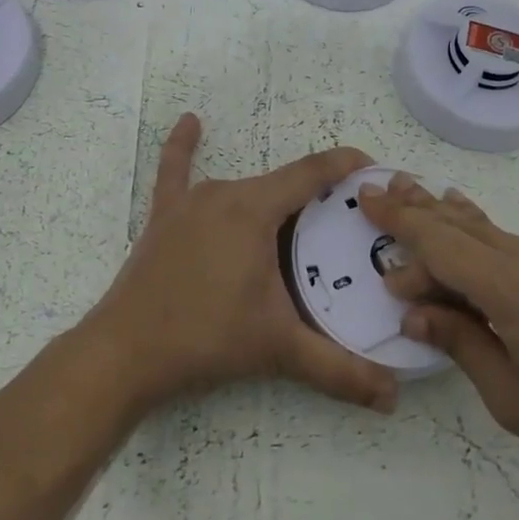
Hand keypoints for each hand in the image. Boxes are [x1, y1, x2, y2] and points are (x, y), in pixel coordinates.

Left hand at [86, 114, 399, 413]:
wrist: (126, 352)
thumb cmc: (206, 338)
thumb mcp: (278, 348)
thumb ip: (339, 369)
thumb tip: (392, 397)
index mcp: (254, 209)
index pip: (311, 173)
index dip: (345, 165)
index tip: (374, 170)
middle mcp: (223, 193)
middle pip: (281, 187)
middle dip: (317, 200)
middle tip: (346, 227)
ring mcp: (189, 202)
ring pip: (244, 190)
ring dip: (274, 201)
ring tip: (303, 222)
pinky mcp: (164, 217)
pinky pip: (175, 172)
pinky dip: (184, 146)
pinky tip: (190, 122)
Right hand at [360, 176, 518, 490]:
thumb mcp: (512, 395)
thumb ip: (461, 343)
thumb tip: (415, 313)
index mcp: (508, 286)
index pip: (438, 242)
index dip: (399, 221)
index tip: (366, 200)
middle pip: (459, 223)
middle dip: (417, 206)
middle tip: (381, 187)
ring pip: (486, 229)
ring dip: (447, 216)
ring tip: (418, 194)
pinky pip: (511, 243)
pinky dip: (478, 236)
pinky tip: (470, 233)